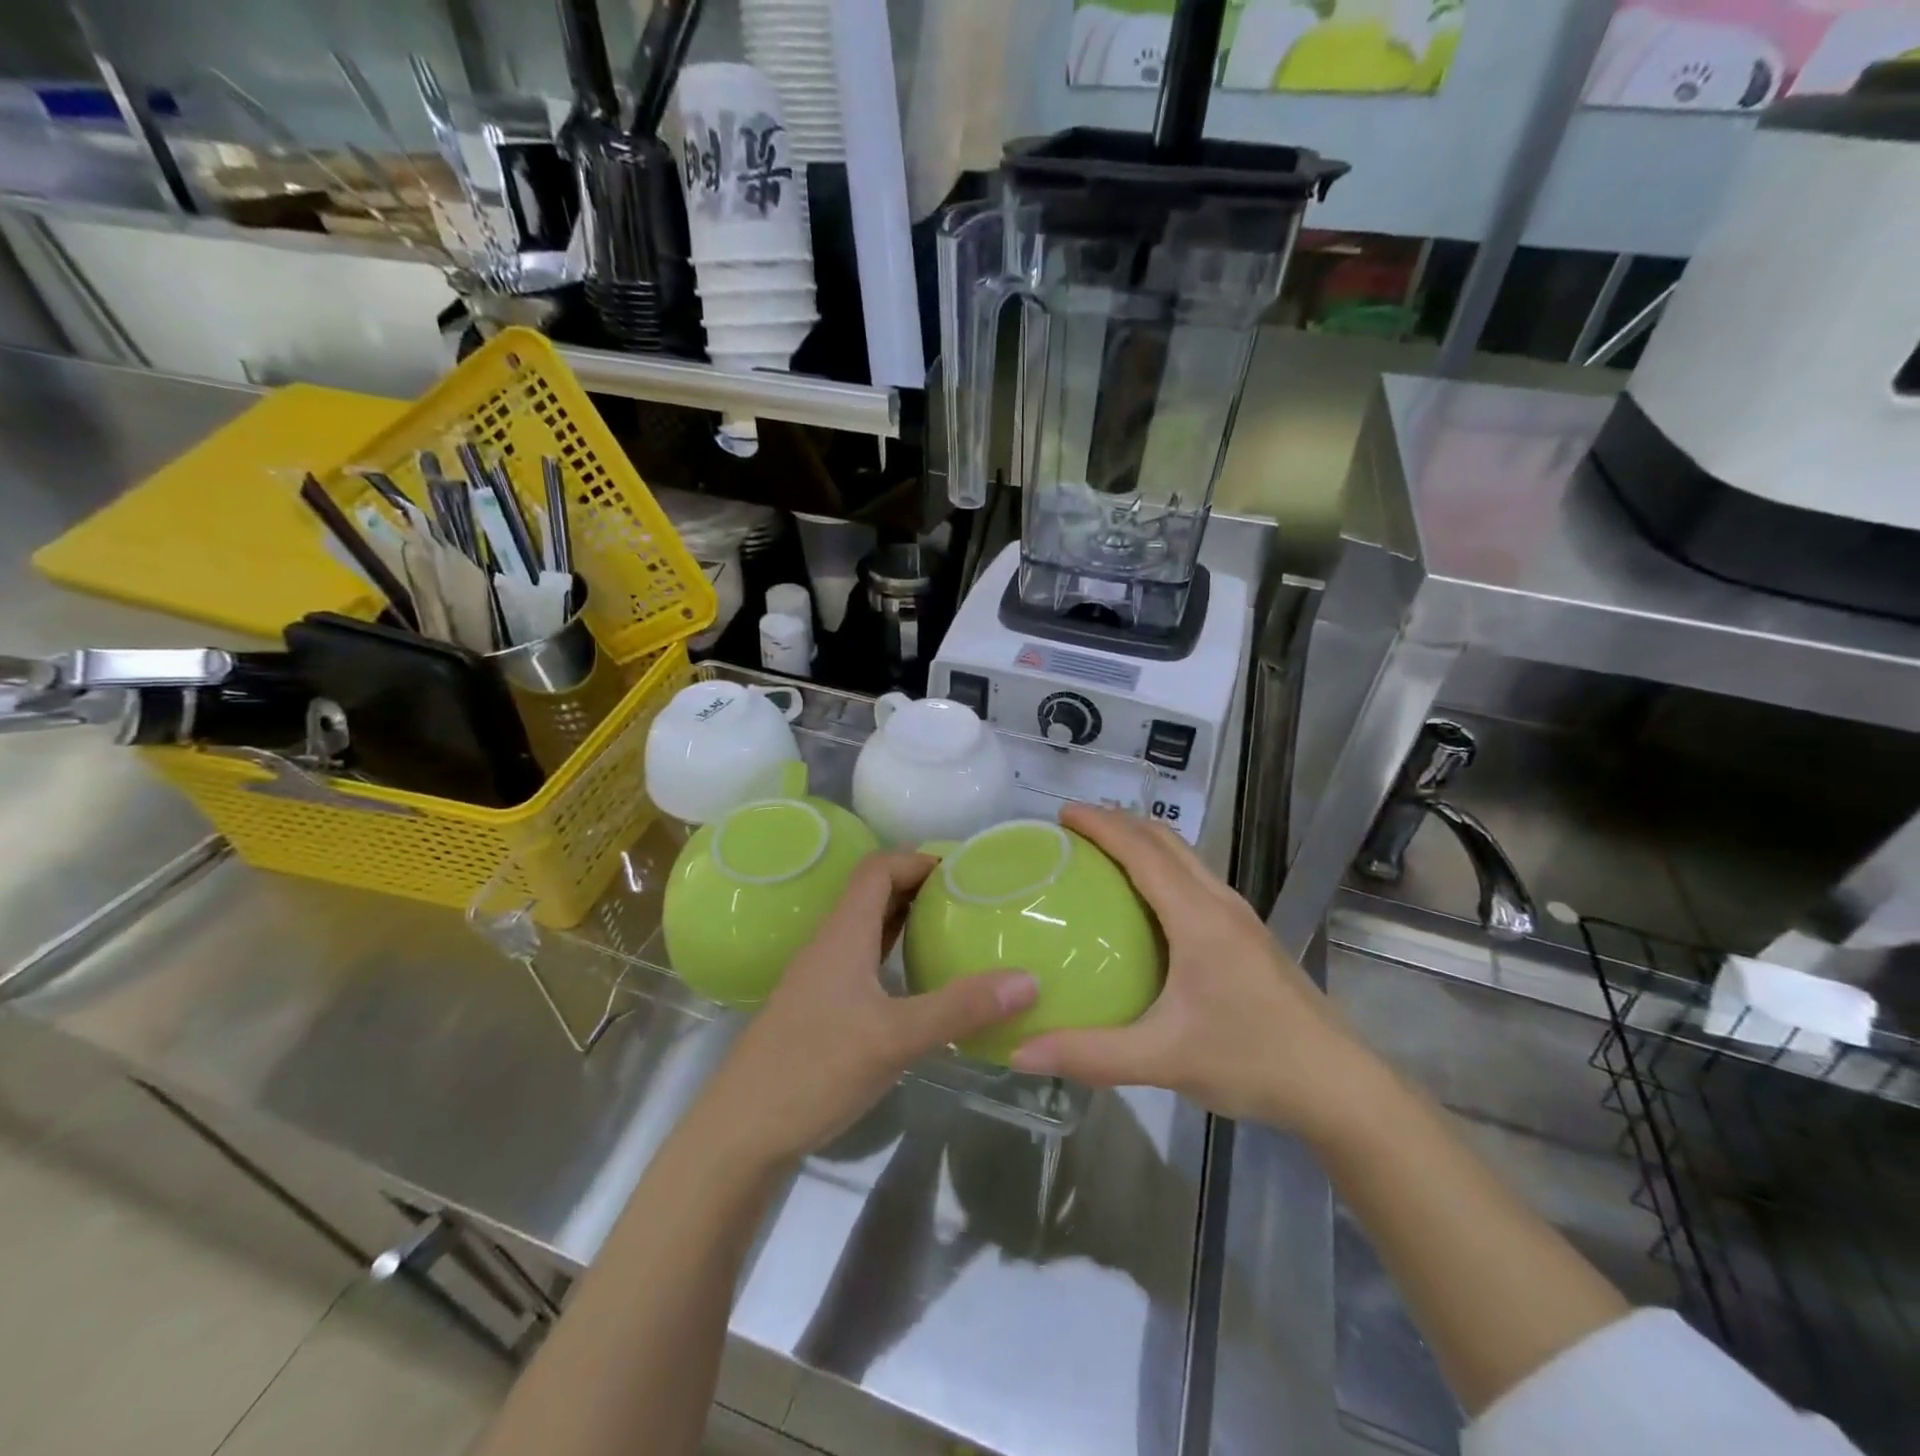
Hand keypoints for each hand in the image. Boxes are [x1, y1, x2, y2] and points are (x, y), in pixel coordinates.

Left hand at [699, 851, 1036, 1168]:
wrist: (741, 1132)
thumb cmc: (814, 1069)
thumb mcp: (895, 1038)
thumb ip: (960, 1008)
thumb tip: (1028, 979)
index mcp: (842, 934)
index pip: (877, 869)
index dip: (917, 860)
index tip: (963, 872)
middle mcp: (830, 945)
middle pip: (873, 894)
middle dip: (919, 887)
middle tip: (970, 900)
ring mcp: (822, 978)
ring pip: (867, 930)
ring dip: (906, 921)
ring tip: (953, 932)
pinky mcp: (821, 1009)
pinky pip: (863, 963)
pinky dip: (893, 956)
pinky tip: (919, 984)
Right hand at [1011, 806, 1380, 1139]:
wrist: (1340, 1087)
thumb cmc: (1252, 1062)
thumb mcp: (1163, 1059)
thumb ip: (1090, 1054)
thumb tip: (1021, 1050)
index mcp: (1198, 917)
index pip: (1142, 851)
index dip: (1101, 824)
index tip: (1062, 812)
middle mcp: (1220, 904)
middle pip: (1166, 841)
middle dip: (1120, 823)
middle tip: (1074, 830)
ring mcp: (1240, 919)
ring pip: (1186, 859)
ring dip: (1144, 843)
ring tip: (1102, 856)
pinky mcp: (1249, 937)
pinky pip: (1196, 883)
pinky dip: (1162, 870)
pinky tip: (1146, 907)